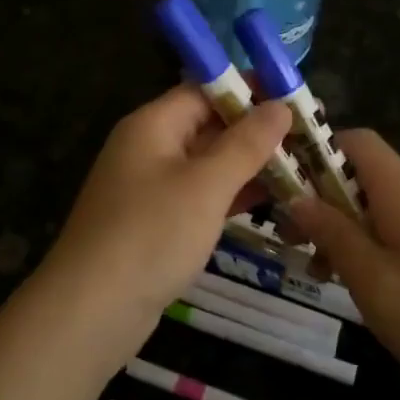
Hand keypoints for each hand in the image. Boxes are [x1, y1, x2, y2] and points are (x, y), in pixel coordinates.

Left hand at [39, 85, 292, 363]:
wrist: (92, 310)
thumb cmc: (151, 234)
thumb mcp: (206, 185)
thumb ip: (246, 143)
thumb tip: (280, 105)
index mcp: (153, 124)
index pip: (205, 89)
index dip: (250, 89)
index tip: (295, 96)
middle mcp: (149, 147)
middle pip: (208, 124)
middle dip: (255, 130)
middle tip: (307, 137)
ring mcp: (150, 187)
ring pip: (207, 163)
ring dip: (249, 164)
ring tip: (301, 168)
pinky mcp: (156, 222)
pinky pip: (200, 195)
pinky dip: (232, 195)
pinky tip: (271, 201)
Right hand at [289, 130, 399, 399]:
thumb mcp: (374, 281)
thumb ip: (334, 235)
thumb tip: (296, 197)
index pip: (357, 141)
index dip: (318, 150)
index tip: (286, 181)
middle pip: (362, 177)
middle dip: (321, 198)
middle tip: (291, 236)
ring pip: (376, 211)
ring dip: (341, 230)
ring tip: (316, 269)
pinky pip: (396, 236)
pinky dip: (368, 250)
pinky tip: (358, 287)